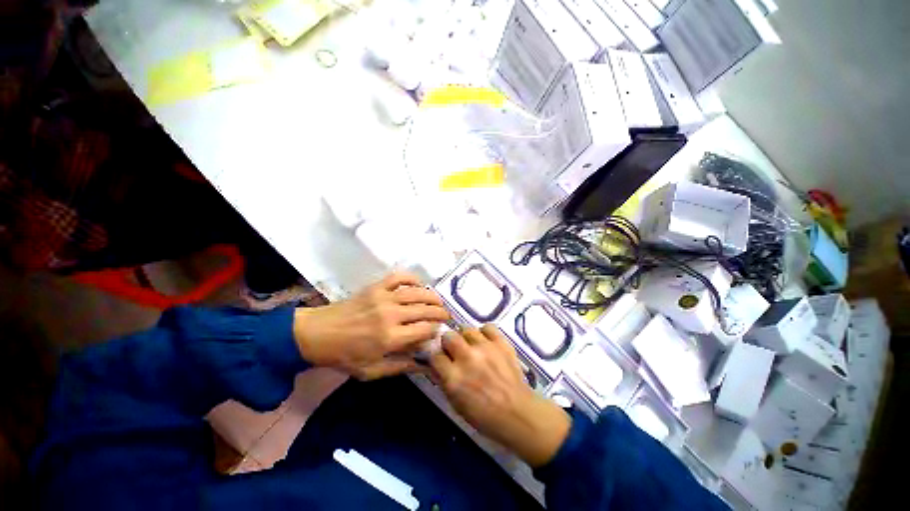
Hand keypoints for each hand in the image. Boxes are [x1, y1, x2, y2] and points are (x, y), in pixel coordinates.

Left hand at [293, 272, 449, 379]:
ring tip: (439, 301)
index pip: (424, 330)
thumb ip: (400, 367)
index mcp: (390, 338)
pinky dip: (412, 278)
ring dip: (432, 296)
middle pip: (425, 310)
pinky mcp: (376, 287)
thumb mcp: (371, 371)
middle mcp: (390, 315)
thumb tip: (426, 366)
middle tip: (446, 315)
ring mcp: (383, 298)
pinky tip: (419, 284)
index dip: (436, 330)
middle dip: (440, 312)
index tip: (440, 331)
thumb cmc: (344, 356)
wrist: (317, 334)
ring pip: (417, 293)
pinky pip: (399, 277)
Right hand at [430, 325, 570, 466]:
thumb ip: (444, 381)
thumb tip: (436, 364)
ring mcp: (485, 348)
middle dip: (448, 342)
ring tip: (471, 345)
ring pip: (467, 329)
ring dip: (466, 337)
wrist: (518, 413)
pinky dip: (484, 333)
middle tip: (455, 350)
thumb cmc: (485, 416)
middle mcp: (467, 358)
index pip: (435, 356)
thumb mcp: (456, 405)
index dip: (437, 357)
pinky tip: (486, 341)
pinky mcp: (501, 343)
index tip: (441, 359)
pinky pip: (487, 327)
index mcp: (454, 378)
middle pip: (449, 336)